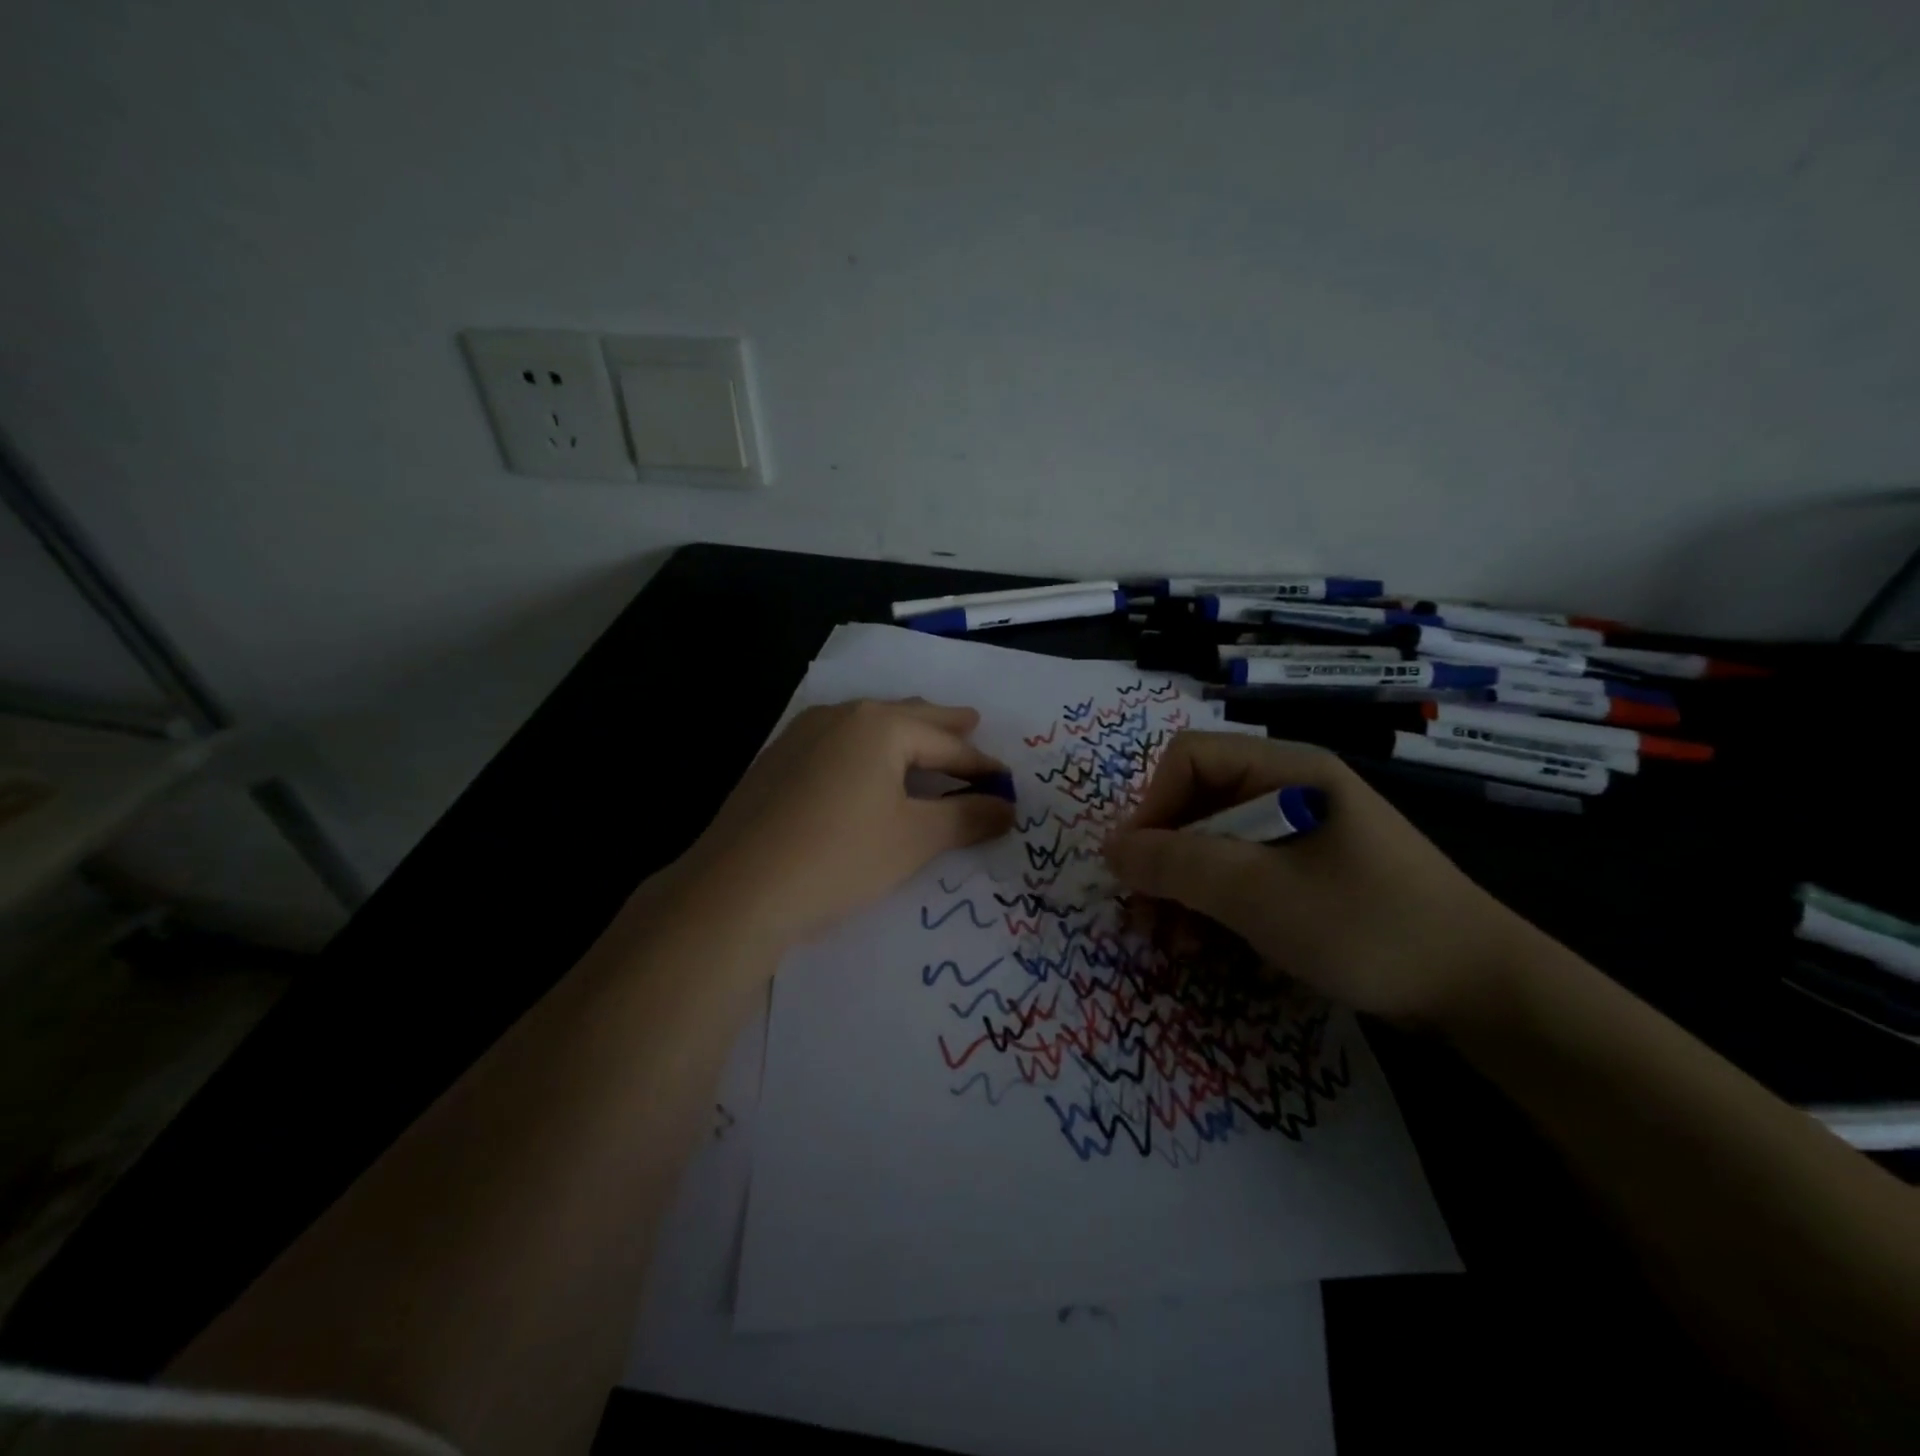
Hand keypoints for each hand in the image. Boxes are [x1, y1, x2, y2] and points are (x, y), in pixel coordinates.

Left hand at [674, 698, 1015, 952]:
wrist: (736, 890)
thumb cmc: (839, 857)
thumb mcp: (914, 839)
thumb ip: (967, 818)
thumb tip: (1007, 807)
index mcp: (880, 725)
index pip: (946, 743)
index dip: (980, 764)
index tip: (1006, 779)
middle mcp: (840, 716)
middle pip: (906, 717)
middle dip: (942, 725)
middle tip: (971, 723)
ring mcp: (801, 735)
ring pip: (867, 726)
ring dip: (901, 733)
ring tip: (923, 739)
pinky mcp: (776, 761)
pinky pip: (837, 743)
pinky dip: (865, 750)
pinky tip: (864, 767)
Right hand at [1102, 732, 1533, 1026]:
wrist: (1481, 991)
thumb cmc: (1363, 924)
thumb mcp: (1256, 893)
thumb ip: (1175, 864)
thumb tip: (1110, 848)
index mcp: (1285, 769)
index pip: (1188, 759)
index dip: (1151, 807)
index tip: (1136, 869)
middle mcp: (1290, 788)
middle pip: (1197, 803)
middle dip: (1164, 860)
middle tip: (1144, 918)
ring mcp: (1303, 832)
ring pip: (1216, 844)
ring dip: (1184, 890)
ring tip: (1172, 943)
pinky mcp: (1312, 872)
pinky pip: (1245, 873)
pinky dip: (1217, 906)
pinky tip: (1208, 946)